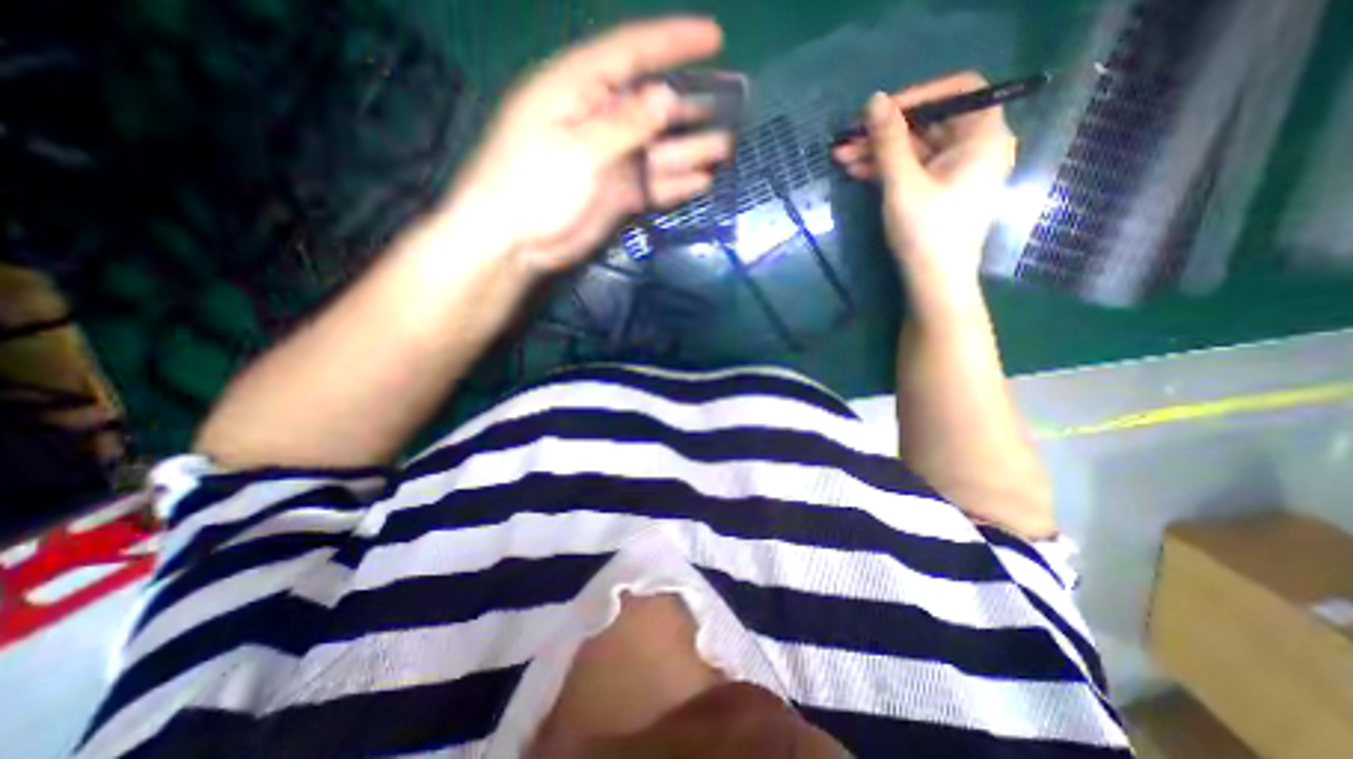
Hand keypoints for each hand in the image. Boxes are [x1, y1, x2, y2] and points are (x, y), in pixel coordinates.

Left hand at [444, 16, 736, 275]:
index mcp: (580, 90)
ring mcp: (611, 160)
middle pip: (652, 106)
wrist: (514, 241)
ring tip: (724, 148)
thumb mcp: (577, 149)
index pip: (632, 54)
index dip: (673, 42)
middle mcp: (600, 120)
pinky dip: (675, 184)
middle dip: (690, 106)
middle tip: (730, 107)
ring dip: (690, 149)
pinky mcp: (617, 193)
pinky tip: (701, 182)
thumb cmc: (532, 185)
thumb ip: (624, 124)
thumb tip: (667, 98)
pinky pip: (652, 183)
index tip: (715, 38)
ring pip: (657, 149)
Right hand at [837, 71, 1013, 289]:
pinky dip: (886, 169)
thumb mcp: (903, 183)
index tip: (880, 112)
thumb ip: (888, 141)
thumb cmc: (926, 232)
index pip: (958, 91)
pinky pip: (913, 169)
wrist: (934, 282)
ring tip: (841, 157)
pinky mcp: (938, 191)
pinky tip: (856, 171)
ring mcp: (955, 172)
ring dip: (878, 151)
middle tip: (849, 137)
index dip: (918, 95)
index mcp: (983, 137)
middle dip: (886, 130)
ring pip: (915, 148)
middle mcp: (975, 148)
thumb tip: (873, 100)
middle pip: (930, 123)